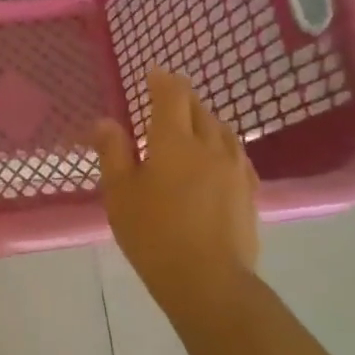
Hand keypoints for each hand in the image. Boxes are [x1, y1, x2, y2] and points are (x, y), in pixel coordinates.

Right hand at [93, 70, 259, 306]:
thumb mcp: (120, 193)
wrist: (208, 281)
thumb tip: (105, 121)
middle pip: (199, 109)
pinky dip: (222, 143)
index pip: (172, 97)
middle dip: (182, 98)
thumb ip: (113, 152)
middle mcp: (210, 146)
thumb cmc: (153, 234)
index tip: (153, 73)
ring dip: (205, 118)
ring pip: (222, 130)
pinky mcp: (249, 192)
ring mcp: (235, 169)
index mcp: (174, 142)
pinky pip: (236, 153)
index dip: (162, 80)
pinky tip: (217, 155)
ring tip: (191, 122)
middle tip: (167, 96)